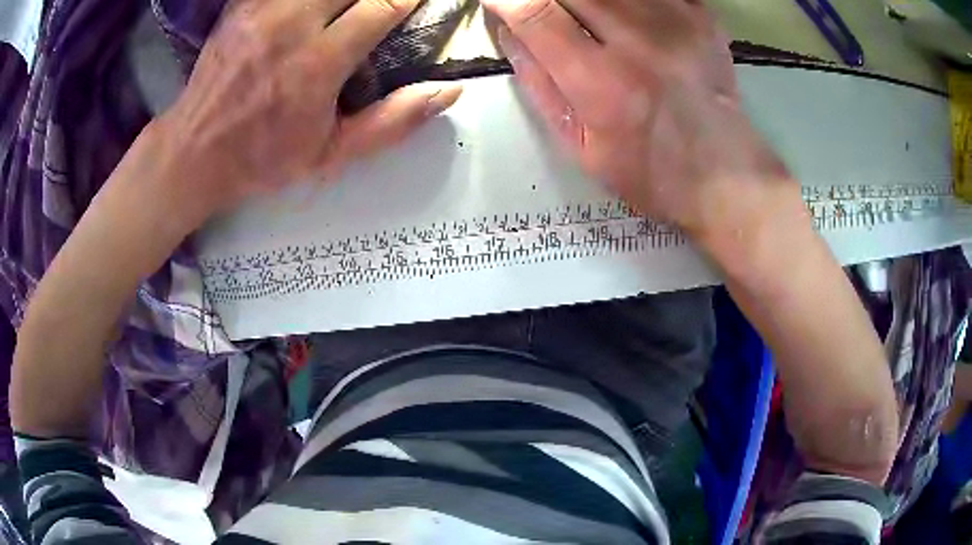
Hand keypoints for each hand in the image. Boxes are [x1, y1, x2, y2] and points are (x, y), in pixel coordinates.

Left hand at [153, 0, 461, 228]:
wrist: (195, 151)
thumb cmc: (263, 157)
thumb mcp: (331, 154)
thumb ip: (392, 122)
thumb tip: (448, 90)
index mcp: (317, 63)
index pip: (383, 5)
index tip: (421, 1)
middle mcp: (290, 25)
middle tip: (385, 4)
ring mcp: (262, 9)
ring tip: (350, 7)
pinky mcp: (242, 5)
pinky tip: (313, 7)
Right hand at [483, 0, 795, 238]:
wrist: (723, 175)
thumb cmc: (647, 170)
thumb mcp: (579, 144)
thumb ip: (539, 83)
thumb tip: (508, 31)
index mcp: (600, 81)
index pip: (535, 13)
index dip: (505, 0)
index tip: (497, 1)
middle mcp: (638, 41)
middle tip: (547, 12)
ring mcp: (675, 23)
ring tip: (586, 17)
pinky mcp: (701, 17)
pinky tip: (627, 16)